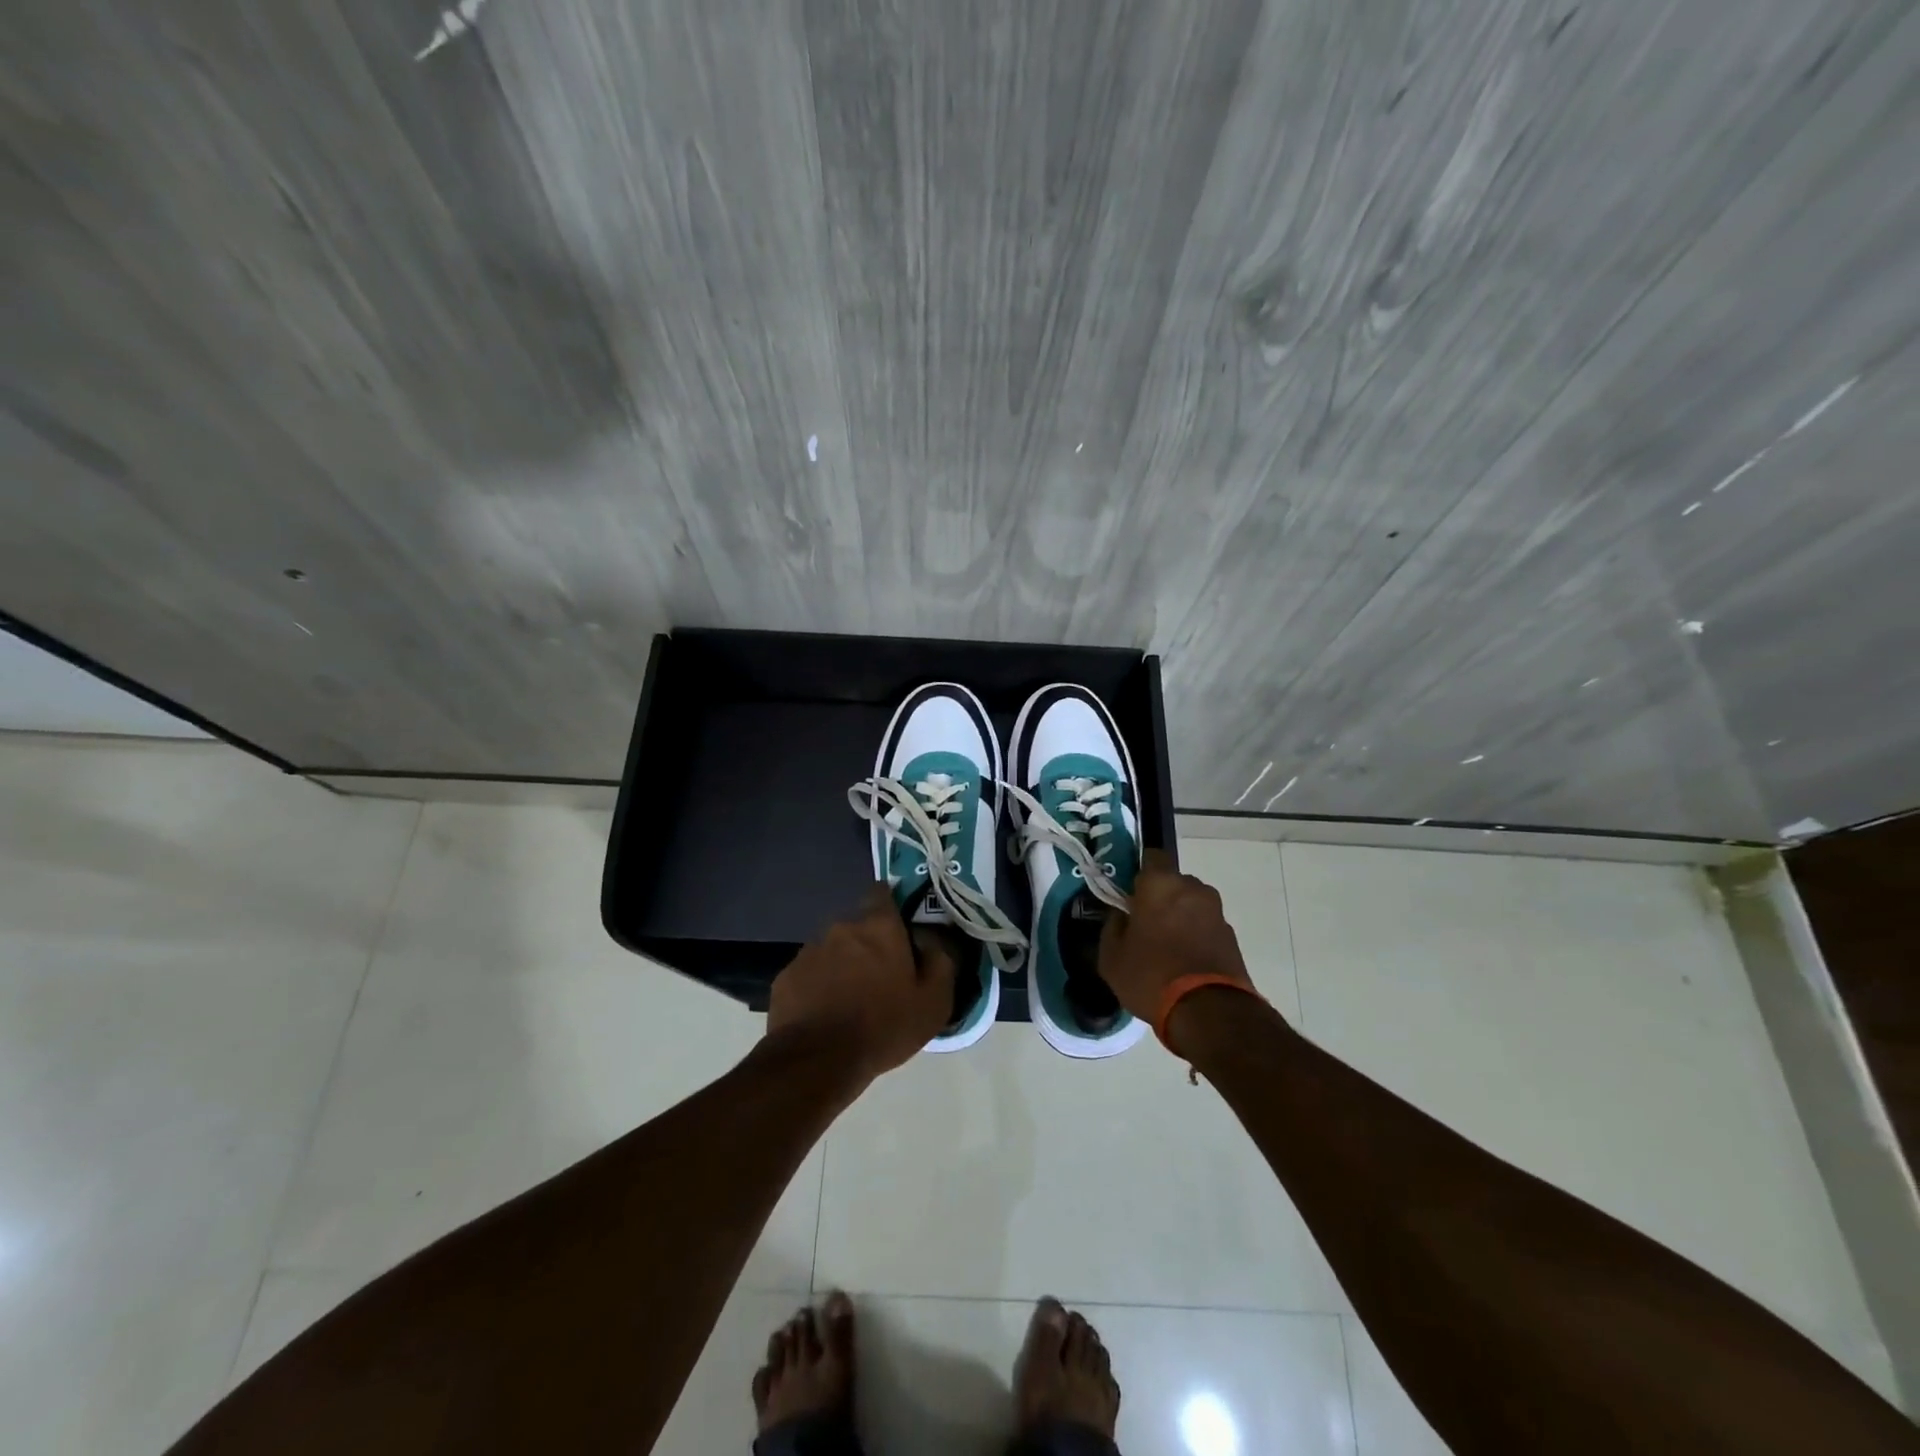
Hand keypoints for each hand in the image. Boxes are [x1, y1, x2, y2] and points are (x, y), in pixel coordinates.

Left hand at [766, 885, 955, 1083]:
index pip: (882, 893)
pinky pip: (810, 974)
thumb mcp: (933, 1002)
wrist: (817, 1061)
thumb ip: (940, 962)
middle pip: (858, 926)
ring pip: (833, 950)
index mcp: (879, 926)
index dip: (892, 906)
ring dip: (843, 965)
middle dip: (869, 943)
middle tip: (881, 976)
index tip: (900, 928)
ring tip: (851, 1000)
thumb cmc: (883, 1026)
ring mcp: (809, 951)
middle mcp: (841, 928)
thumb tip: (932, 942)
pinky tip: (826, 1015)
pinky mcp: (786, 977)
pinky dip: (819, 986)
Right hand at [1099, 850, 1256, 1022]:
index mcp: (1160, 884)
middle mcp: (1192, 888)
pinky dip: (1196, 937)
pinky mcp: (1231, 937)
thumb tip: (1122, 915)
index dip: (1139, 873)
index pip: (1151, 856)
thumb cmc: (1150, 975)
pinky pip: (1205, 927)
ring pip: (1191, 905)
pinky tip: (1184, 963)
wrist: (1209, 1012)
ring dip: (1180, 918)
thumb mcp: (1111, 956)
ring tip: (1166, 948)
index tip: (1129, 894)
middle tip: (1145, 924)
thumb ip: (1113, 926)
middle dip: (1160, 898)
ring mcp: (1216, 912)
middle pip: (1173, 883)